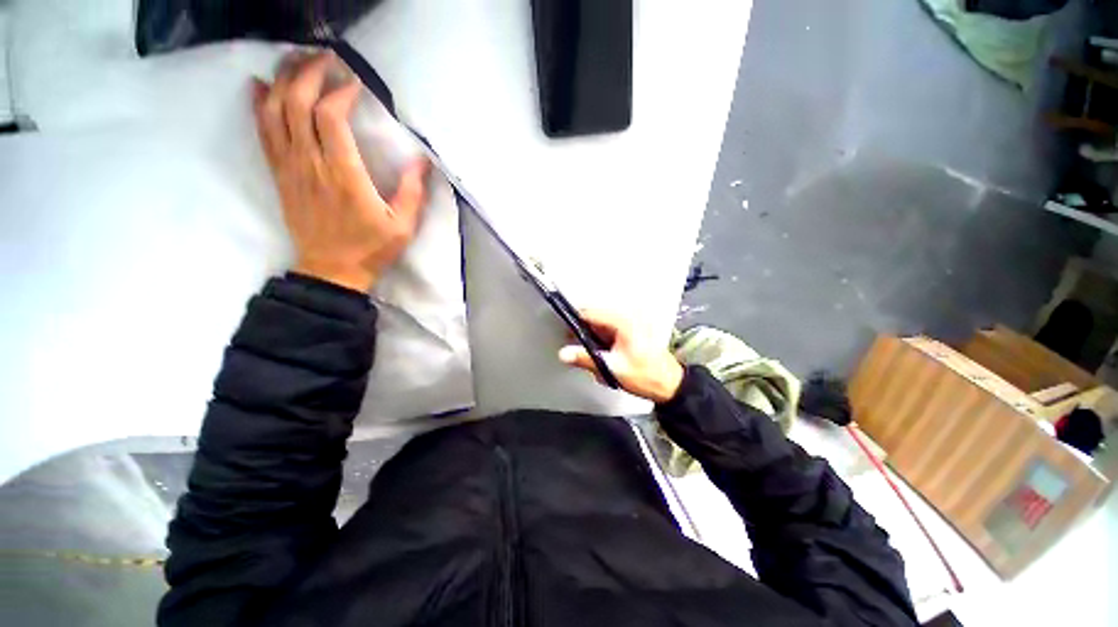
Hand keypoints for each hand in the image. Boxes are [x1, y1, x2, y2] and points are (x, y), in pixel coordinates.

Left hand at [252, 50, 429, 292]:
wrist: (332, 271)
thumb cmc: (371, 248)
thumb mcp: (403, 226)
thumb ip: (413, 192)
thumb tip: (422, 160)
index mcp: (344, 175)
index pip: (330, 118)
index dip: (340, 92)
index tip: (355, 83)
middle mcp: (310, 164)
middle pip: (297, 103)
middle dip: (309, 72)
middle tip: (325, 57)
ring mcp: (290, 167)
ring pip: (275, 111)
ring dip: (284, 80)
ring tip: (298, 60)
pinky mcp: (280, 174)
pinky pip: (262, 132)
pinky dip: (259, 104)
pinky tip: (261, 85)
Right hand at [558, 309, 683, 403]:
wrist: (669, 385)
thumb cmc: (645, 376)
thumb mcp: (612, 369)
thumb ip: (586, 359)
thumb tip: (564, 354)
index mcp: (623, 321)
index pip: (591, 312)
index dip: (574, 320)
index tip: (562, 330)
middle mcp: (627, 317)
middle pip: (595, 317)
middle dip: (583, 331)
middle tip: (575, 347)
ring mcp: (630, 322)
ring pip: (600, 323)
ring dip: (592, 337)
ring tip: (591, 354)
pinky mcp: (631, 330)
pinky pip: (608, 329)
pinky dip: (601, 339)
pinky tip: (602, 354)